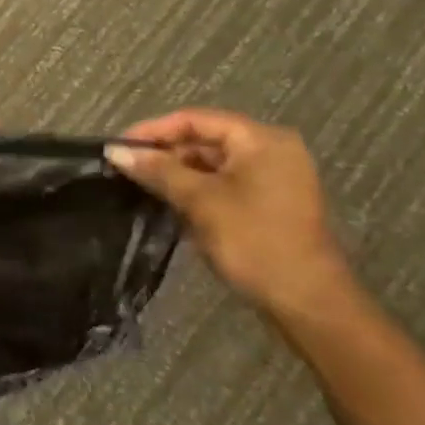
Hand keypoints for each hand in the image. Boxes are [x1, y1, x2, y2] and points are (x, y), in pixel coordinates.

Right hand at [106, 108, 353, 321]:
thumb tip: (115, 150)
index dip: (153, 130)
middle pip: (205, 139)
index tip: (119, 146)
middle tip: (127, 167)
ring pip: (213, 164)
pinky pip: (226, 183)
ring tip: (141, 184)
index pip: (195, 119)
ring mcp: (275, 178)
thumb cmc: (254, 241)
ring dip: (178, 173)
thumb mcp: (199, 201)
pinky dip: (198, 189)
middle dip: (165, 153)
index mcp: (261, 139)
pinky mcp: (272, 204)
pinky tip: (170, 202)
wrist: (309, 304)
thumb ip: (157, 170)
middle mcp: (272, 150)